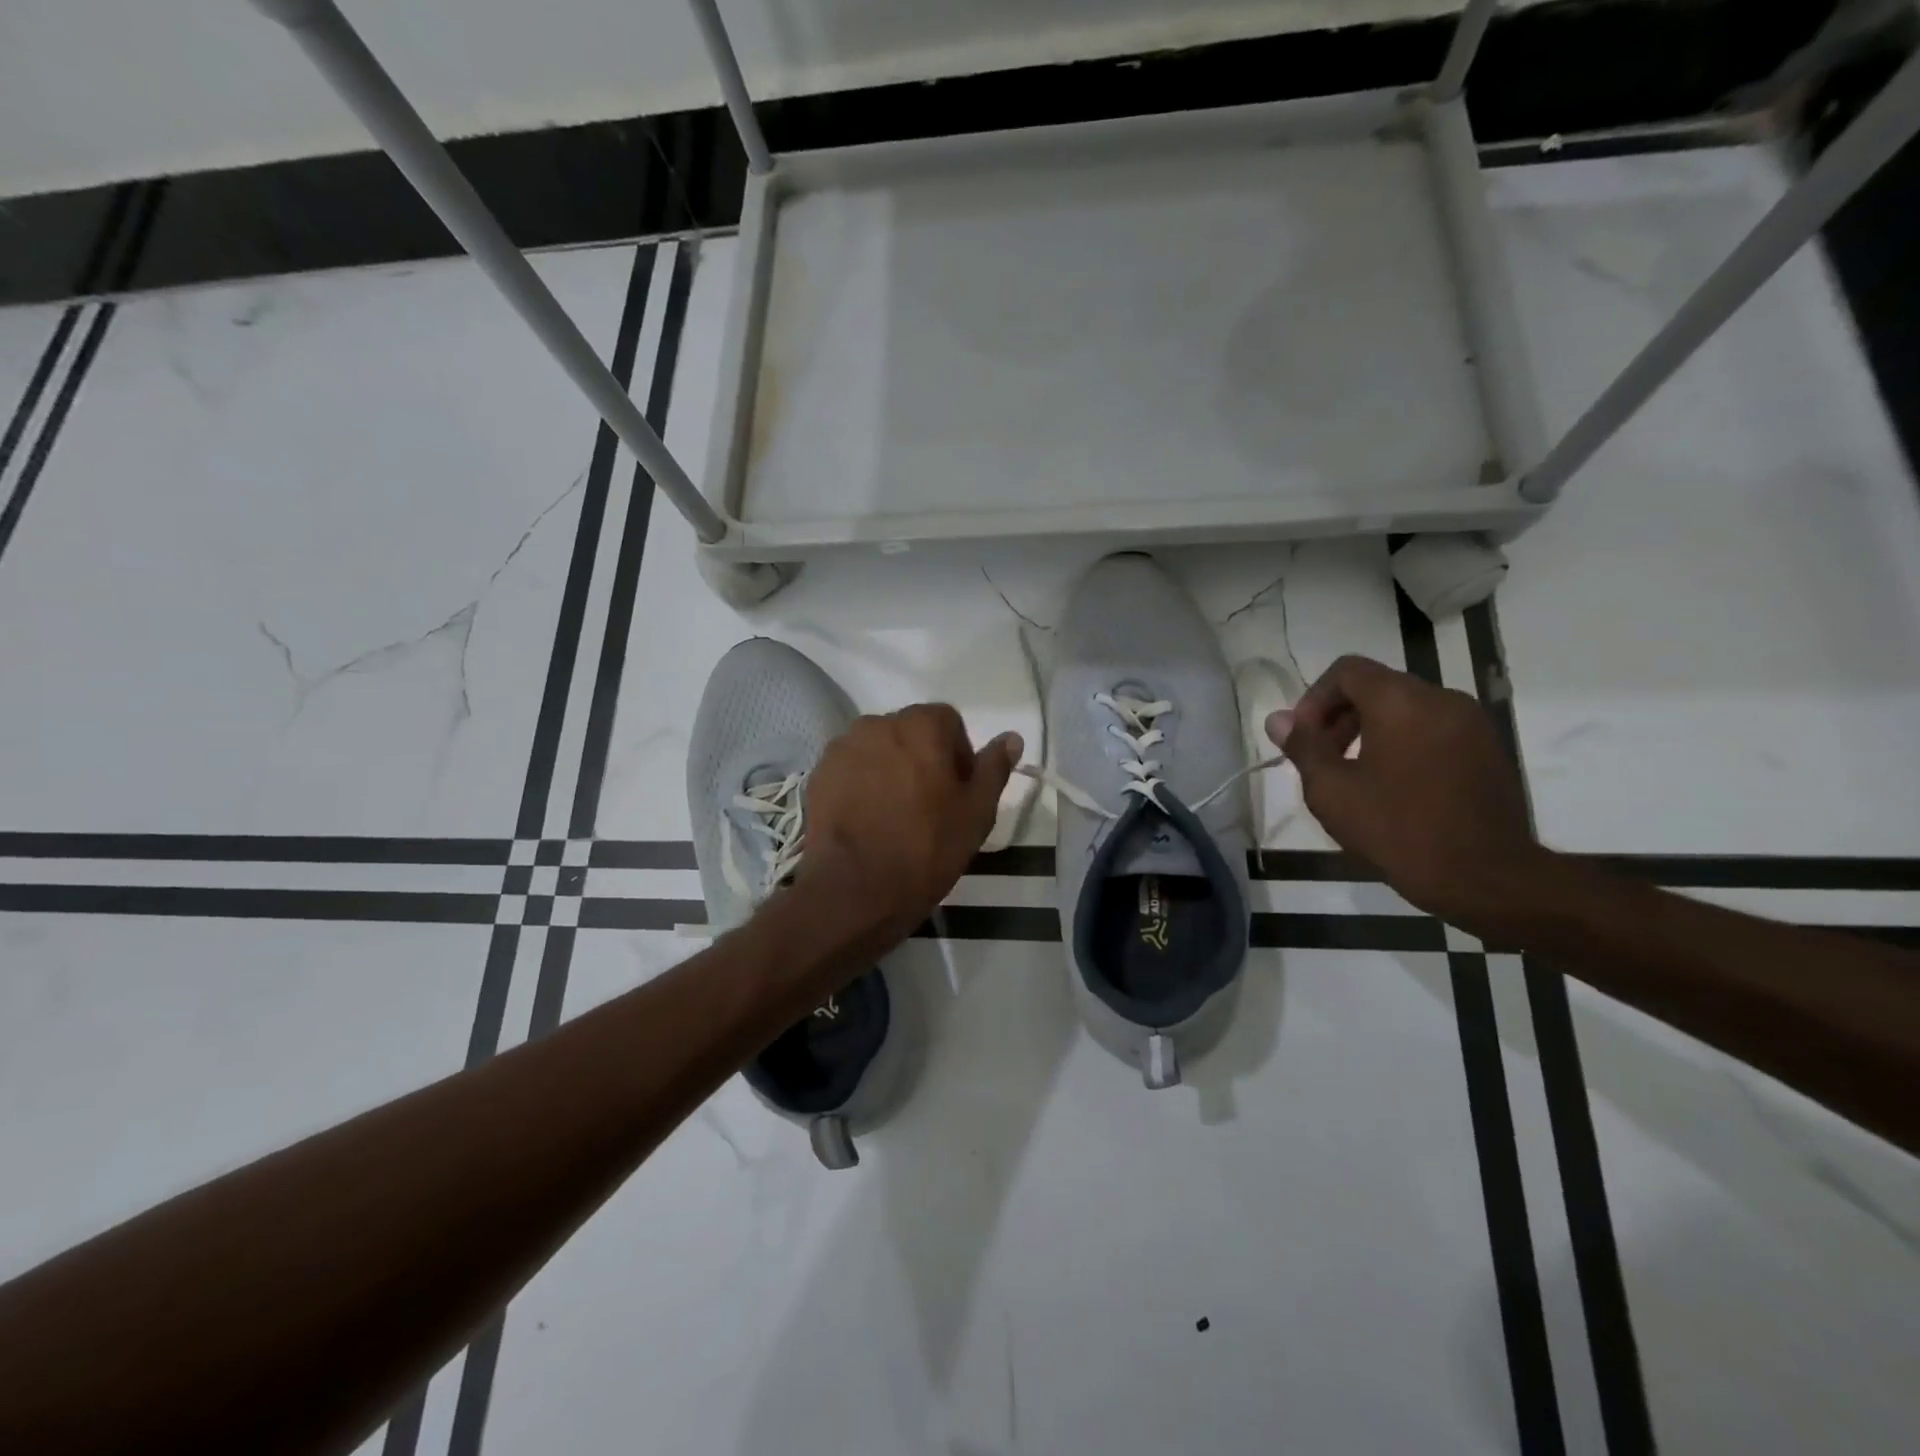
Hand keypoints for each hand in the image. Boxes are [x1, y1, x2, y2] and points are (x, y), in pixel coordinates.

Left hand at [795, 705, 1021, 941]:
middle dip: (922, 757)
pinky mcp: (819, 774)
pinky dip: (861, 783)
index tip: (958, 790)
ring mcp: (843, 747)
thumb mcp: (977, 812)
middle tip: (929, 803)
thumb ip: (994, 768)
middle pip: (910, 731)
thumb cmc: (927, 847)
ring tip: (894, 813)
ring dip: (890, 768)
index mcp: (921, 725)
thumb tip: (1011, 738)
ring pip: (878, 749)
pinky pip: (851, 768)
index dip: (958, 753)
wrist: (855, 888)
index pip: (948, 721)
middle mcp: (878, 723)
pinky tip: (867, 819)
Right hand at [1267, 655, 1544, 935]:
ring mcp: (1472, 724)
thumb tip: (1278, 720)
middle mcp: (1442, 699)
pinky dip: (1403, 744)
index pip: (1347, 671)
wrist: (1485, 878)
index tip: (1304, 738)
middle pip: (1377, 687)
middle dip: (1340, 716)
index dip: (1314, 698)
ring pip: (1407, 709)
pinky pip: (1433, 730)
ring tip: (1353, 776)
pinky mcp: (1488, 751)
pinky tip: (1392, 787)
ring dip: (1371, 731)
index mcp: (1402, 701)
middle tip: (1321, 759)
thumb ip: (1302, 747)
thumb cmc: (1397, 828)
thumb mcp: (1331, 790)